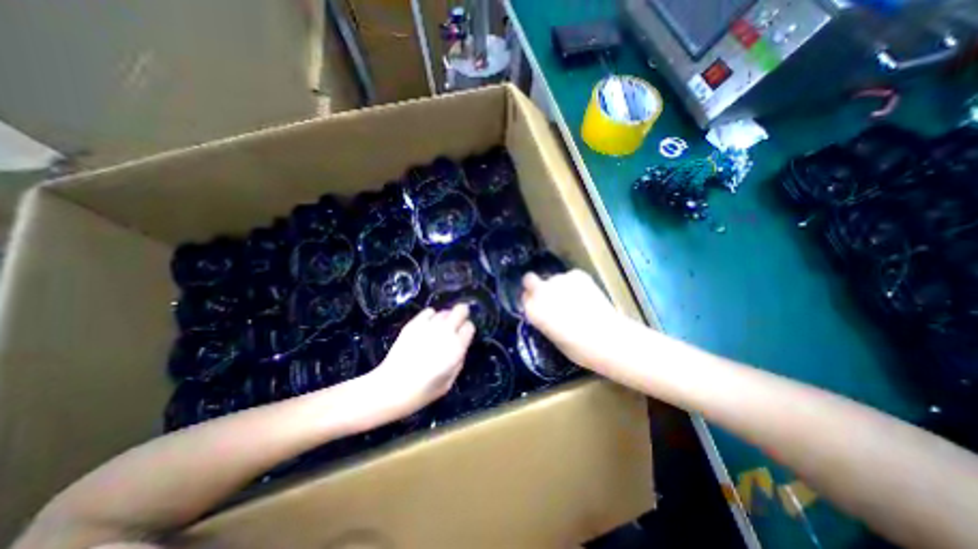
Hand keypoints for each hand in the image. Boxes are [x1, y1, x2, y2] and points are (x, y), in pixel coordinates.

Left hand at [365, 305, 475, 420]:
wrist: (391, 388)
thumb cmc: (422, 391)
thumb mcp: (449, 382)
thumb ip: (458, 361)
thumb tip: (460, 347)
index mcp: (456, 348)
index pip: (469, 326)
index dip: (467, 330)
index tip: (463, 336)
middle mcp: (445, 332)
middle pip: (460, 310)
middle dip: (461, 314)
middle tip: (456, 323)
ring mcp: (429, 326)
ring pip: (444, 311)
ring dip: (445, 318)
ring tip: (438, 330)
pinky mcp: (414, 324)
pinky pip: (429, 311)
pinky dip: (430, 317)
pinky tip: (426, 327)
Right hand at [524, 271, 620, 368]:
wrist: (608, 338)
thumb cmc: (579, 348)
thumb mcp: (553, 338)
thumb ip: (544, 320)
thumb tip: (546, 312)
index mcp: (533, 310)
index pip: (524, 298)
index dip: (531, 301)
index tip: (539, 306)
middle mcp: (541, 291)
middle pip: (529, 279)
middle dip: (535, 285)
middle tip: (549, 296)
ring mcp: (559, 280)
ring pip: (553, 279)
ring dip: (559, 287)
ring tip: (575, 300)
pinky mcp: (577, 274)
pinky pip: (571, 277)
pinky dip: (575, 284)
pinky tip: (586, 296)